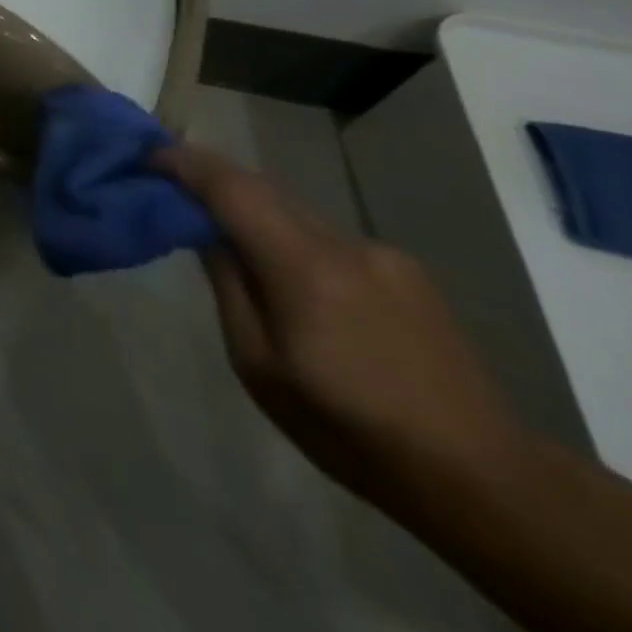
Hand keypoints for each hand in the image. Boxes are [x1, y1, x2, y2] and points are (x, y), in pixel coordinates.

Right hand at [154, 141, 526, 512]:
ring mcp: (381, 253)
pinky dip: (295, 240)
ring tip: (232, 245)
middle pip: (262, 189)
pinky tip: (299, 285)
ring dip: (256, 216)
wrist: (483, 478)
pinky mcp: (407, 270)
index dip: (184, 162)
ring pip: (297, 213)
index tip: (148, 153)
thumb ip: (228, 287)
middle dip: (214, 183)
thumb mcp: (259, 366)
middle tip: (174, 191)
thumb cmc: (350, 430)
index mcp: (302, 266)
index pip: (230, 187)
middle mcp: (342, 242)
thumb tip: (205, 232)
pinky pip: (329, 237)